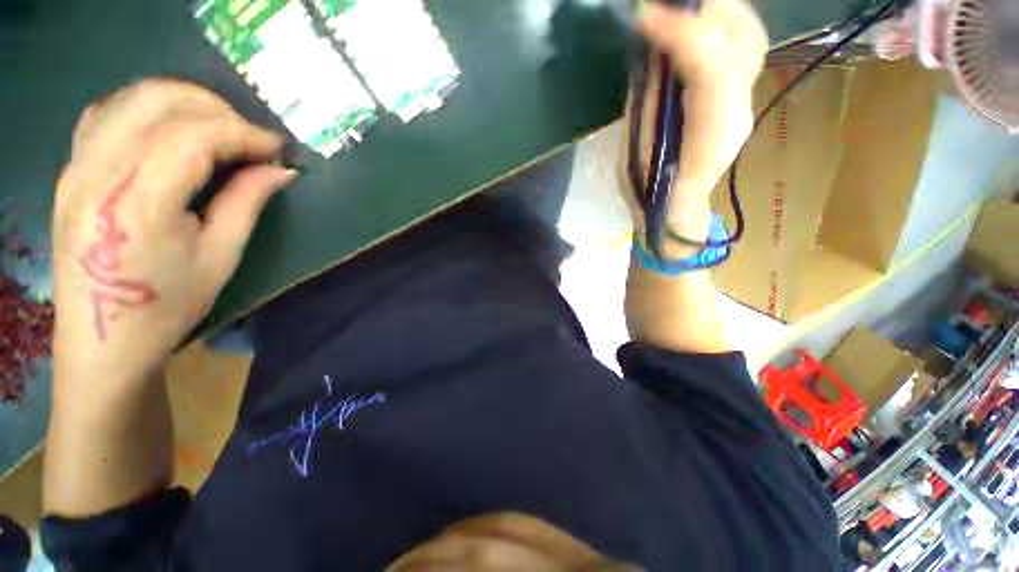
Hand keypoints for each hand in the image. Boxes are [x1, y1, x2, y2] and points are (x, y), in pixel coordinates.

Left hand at [52, 79, 295, 385]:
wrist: (102, 341)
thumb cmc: (167, 306)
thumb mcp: (220, 257)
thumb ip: (247, 203)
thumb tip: (281, 171)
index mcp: (138, 199)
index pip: (196, 135)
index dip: (245, 134)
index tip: (278, 149)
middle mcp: (99, 170)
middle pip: (159, 101)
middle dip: (216, 109)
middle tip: (250, 138)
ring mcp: (77, 166)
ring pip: (132, 98)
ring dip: (183, 103)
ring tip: (217, 131)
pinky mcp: (71, 171)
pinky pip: (108, 114)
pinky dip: (146, 110)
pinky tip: (169, 131)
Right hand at [623, 0, 767, 249]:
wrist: (676, 210)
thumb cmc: (650, 192)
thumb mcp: (638, 153)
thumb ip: (649, 101)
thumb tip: (651, 51)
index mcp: (708, 138)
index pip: (711, 72)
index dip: (681, 36)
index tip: (643, 16)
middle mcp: (737, 112)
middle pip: (742, 41)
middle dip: (705, 9)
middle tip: (664, 3)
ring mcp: (744, 102)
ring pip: (746, 37)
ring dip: (714, 10)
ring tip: (679, 5)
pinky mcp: (739, 97)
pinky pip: (738, 46)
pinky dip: (717, 23)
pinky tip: (692, 21)